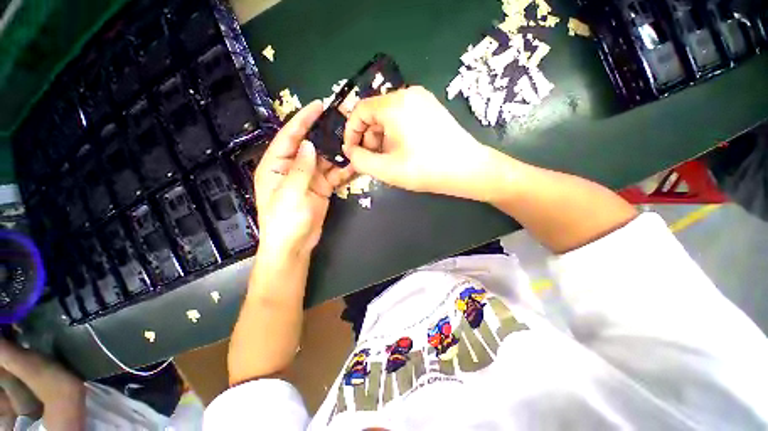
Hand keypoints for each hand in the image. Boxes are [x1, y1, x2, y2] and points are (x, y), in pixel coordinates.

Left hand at [255, 101, 353, 256]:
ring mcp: (309, 178)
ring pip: (324, 159)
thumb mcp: (290, 193)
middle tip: (341, 120)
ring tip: (352, 139)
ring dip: (336, 151)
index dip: (302, 120)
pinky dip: (343, 169)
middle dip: (324, 133)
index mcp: (276, 165)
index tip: (318, 105)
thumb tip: (309, 144)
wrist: (294, 245)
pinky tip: (354, 162)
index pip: (289, 136)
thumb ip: (300, 168)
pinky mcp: (322, 187)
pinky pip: (333, 174)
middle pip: (309, 145)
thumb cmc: (284, 221)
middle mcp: (292, 167)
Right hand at [342, 86, 502, 200]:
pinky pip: (403, 117)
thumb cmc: (426, 169)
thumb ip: (361, 160)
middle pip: (375, 113)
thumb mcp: (387, 169)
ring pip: (389, 116)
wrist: (468, 169)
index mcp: (395, 104)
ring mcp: (422, 100)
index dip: (351, 132)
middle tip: (373, 160)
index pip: (360, 110)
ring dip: (381, 137)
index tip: (352, 153)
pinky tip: (402, 151)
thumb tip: (351, 152)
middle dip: (368, 137)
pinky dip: (395, 133)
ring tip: (388, 159)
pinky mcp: (431, 108)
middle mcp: (408, 94)